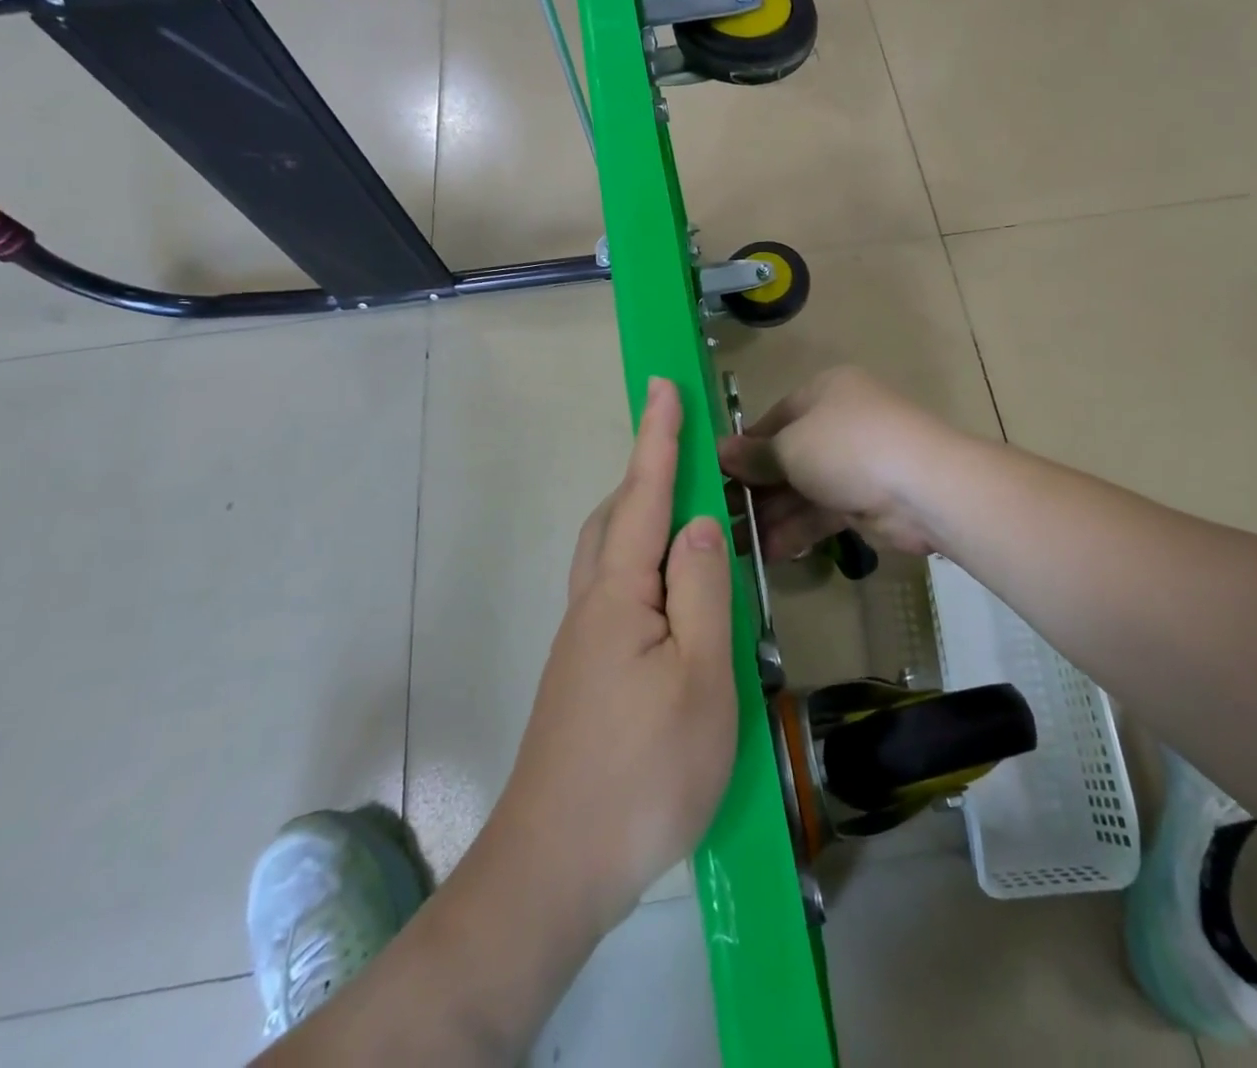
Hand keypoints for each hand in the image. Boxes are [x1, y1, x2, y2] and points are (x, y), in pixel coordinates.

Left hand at [492, 378, 737, 934]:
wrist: (554, 871)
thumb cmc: (643, 773)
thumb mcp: (699, 679)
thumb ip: (701, 591)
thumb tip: (697, 521)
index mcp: (620, 593)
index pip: (645, 495)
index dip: (658, 438)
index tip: (663, 385)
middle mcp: (592, 604)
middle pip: (616, 517)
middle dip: (646, 473)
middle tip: (683, 452)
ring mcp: (581, 642)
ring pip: (609, 555)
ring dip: (640, 517)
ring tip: (682, 513)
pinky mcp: (582, 674)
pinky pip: (612, 591)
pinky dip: (640, 564)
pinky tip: (666, 594)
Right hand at [718, 366, 961, 560]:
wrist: (924, 488)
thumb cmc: (849, 448)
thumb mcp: (792, 445)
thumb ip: (756, 454)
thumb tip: (719, 452)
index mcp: (824, 393)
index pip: (773, 419)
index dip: (743, 448)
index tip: (713, 476)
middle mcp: (838, 424)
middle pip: (786, 457)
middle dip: (753, 488)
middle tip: (716, 516)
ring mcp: (853, 464)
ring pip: (801, 489)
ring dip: (769, 515)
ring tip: (733, 542)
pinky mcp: (864, 501)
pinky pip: (820, 513)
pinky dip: (795, 530)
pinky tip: (765, 552)